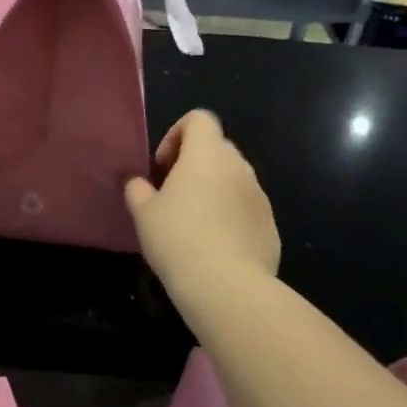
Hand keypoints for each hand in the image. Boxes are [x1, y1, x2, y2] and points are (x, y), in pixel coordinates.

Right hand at [124, 111, 279, 294]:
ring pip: (233, 178)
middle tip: (173, 193)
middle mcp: (238, 166)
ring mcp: (259, 195)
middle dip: (194, 163)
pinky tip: (215, 244)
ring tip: (194, 221)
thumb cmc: (178, 239)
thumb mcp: (143, 213)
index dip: (177, 133)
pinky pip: (246, 207)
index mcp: (206, 154)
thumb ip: (137, 188)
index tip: (163, 166)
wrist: (227, 288)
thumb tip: (136, 181)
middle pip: (216, 147)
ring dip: (213, 188)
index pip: (199, 119)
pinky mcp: (270, 224)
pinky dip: (231, 214)